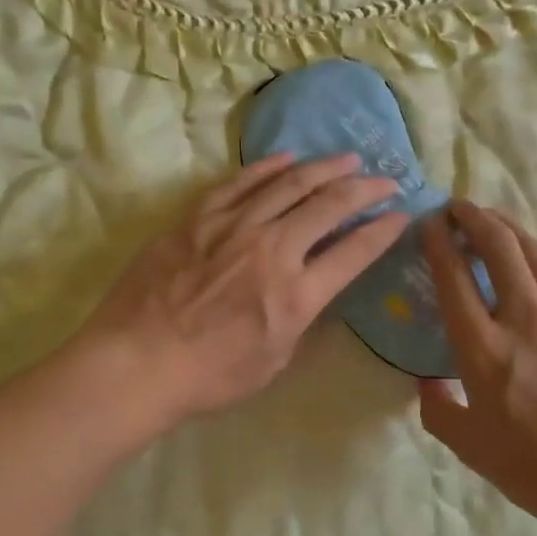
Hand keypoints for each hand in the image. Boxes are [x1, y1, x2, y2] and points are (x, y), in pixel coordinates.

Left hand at [76, 153, 408, 429]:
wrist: (135, 363)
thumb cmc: (208, 377)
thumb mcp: (273, 362)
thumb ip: (300, 320)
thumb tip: (313, 290)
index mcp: (298, 294)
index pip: (355, 252)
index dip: (384, 230)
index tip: (401, 215)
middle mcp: (274, 250)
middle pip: (330, 206)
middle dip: (366, 189)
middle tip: (385, 179)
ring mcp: (235, 227)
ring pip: (290, 184)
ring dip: (325, 168)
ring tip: (347, 158)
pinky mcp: (200, 217)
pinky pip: (241, 182)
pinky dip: (269, 167)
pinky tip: (289, 158)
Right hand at [418, 200, 536, 535]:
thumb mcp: (469, 447)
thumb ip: (437, 407)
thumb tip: (427, 380)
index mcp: (485, 350)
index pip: (453, 275)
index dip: (438, 240)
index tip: (430, 222)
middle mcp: (527, 319)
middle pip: (498, 244)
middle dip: (474, 216)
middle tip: (461, 207)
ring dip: (511, 230)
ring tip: (496, 222)